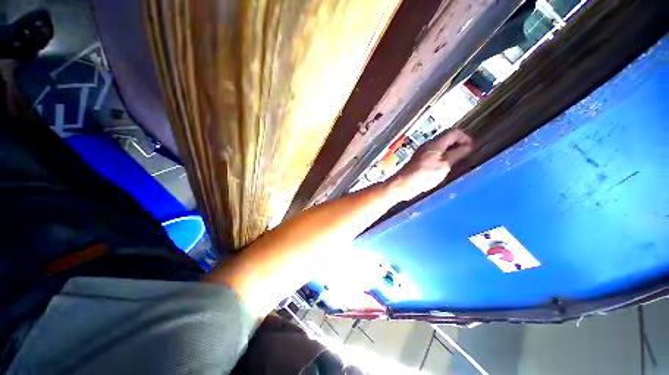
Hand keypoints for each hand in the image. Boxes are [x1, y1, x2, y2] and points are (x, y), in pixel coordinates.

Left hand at [387, 129, 472, 200]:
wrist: (404, 184)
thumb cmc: (424, 175)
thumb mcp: (444, 165)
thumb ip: (457, 154)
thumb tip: (469, 145)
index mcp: (435, 143)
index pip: (454, 132)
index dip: (466, 138)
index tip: (471, 149)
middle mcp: (428, 145)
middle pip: (447, 138)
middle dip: (459, 145)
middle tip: (465, 156)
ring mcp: (422, 152)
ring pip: (441, 147)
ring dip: (451, 152)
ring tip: (457, 163)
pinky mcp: (419, 160)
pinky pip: (435, 154)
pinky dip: (443, 157)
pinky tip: (444, 167)